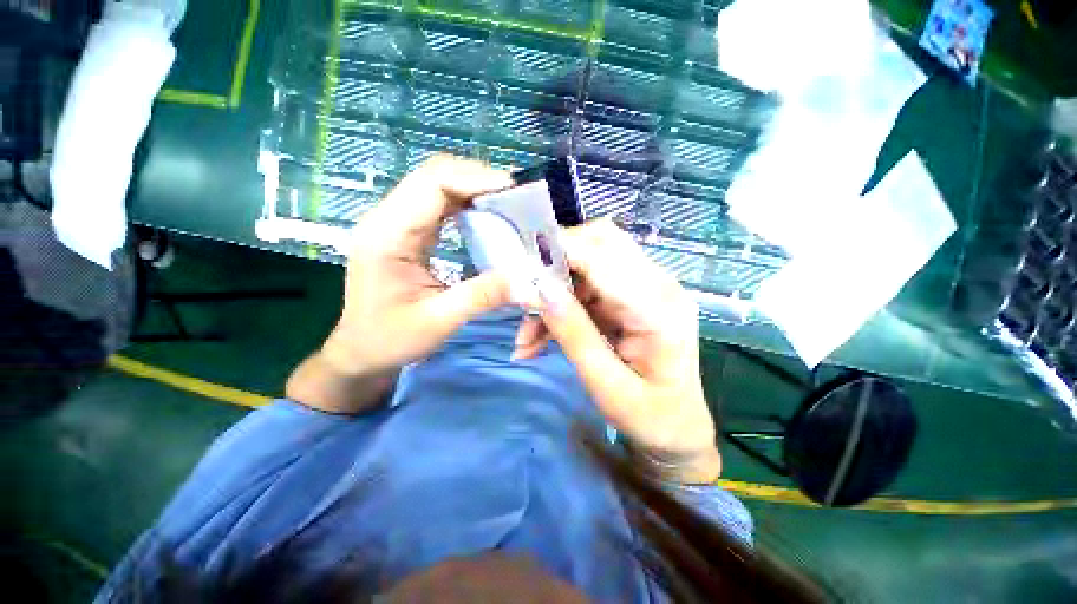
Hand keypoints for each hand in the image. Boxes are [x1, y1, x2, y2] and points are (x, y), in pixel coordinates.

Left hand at [287, 156, 514, 412]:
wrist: (360, 351)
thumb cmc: (390, 339)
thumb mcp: (438, 323)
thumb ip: (481, 297)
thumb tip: (526, 282)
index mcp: (387, 236)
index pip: (432, 184)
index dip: (475, 179)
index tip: (513, 190)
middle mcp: (386, 219)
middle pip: (434, 175)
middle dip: (478, 178)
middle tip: (517, 195)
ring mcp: (393, 223)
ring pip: (436, 185)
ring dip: (473, 187)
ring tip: (508, 201)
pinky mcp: (404, 231)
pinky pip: (437, 203)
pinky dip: (466, 201)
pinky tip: (487, 215)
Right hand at [515, 220, 720, 482]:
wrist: (677, 430)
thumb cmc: (650, 417)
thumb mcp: (605, 385)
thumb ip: (573, 334)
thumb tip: (539, 290)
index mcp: (659, 308)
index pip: (605, 256)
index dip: (561, 252)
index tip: (521, 268)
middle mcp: (657, 286)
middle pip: (601, 242)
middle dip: (557, 262)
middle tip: (526, 294)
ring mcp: (645, 289)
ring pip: (587, 265)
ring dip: (553, 292)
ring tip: (527, 336)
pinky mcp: (630, 299)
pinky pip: (587, 288)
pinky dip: (560, 307)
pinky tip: (539, 338)